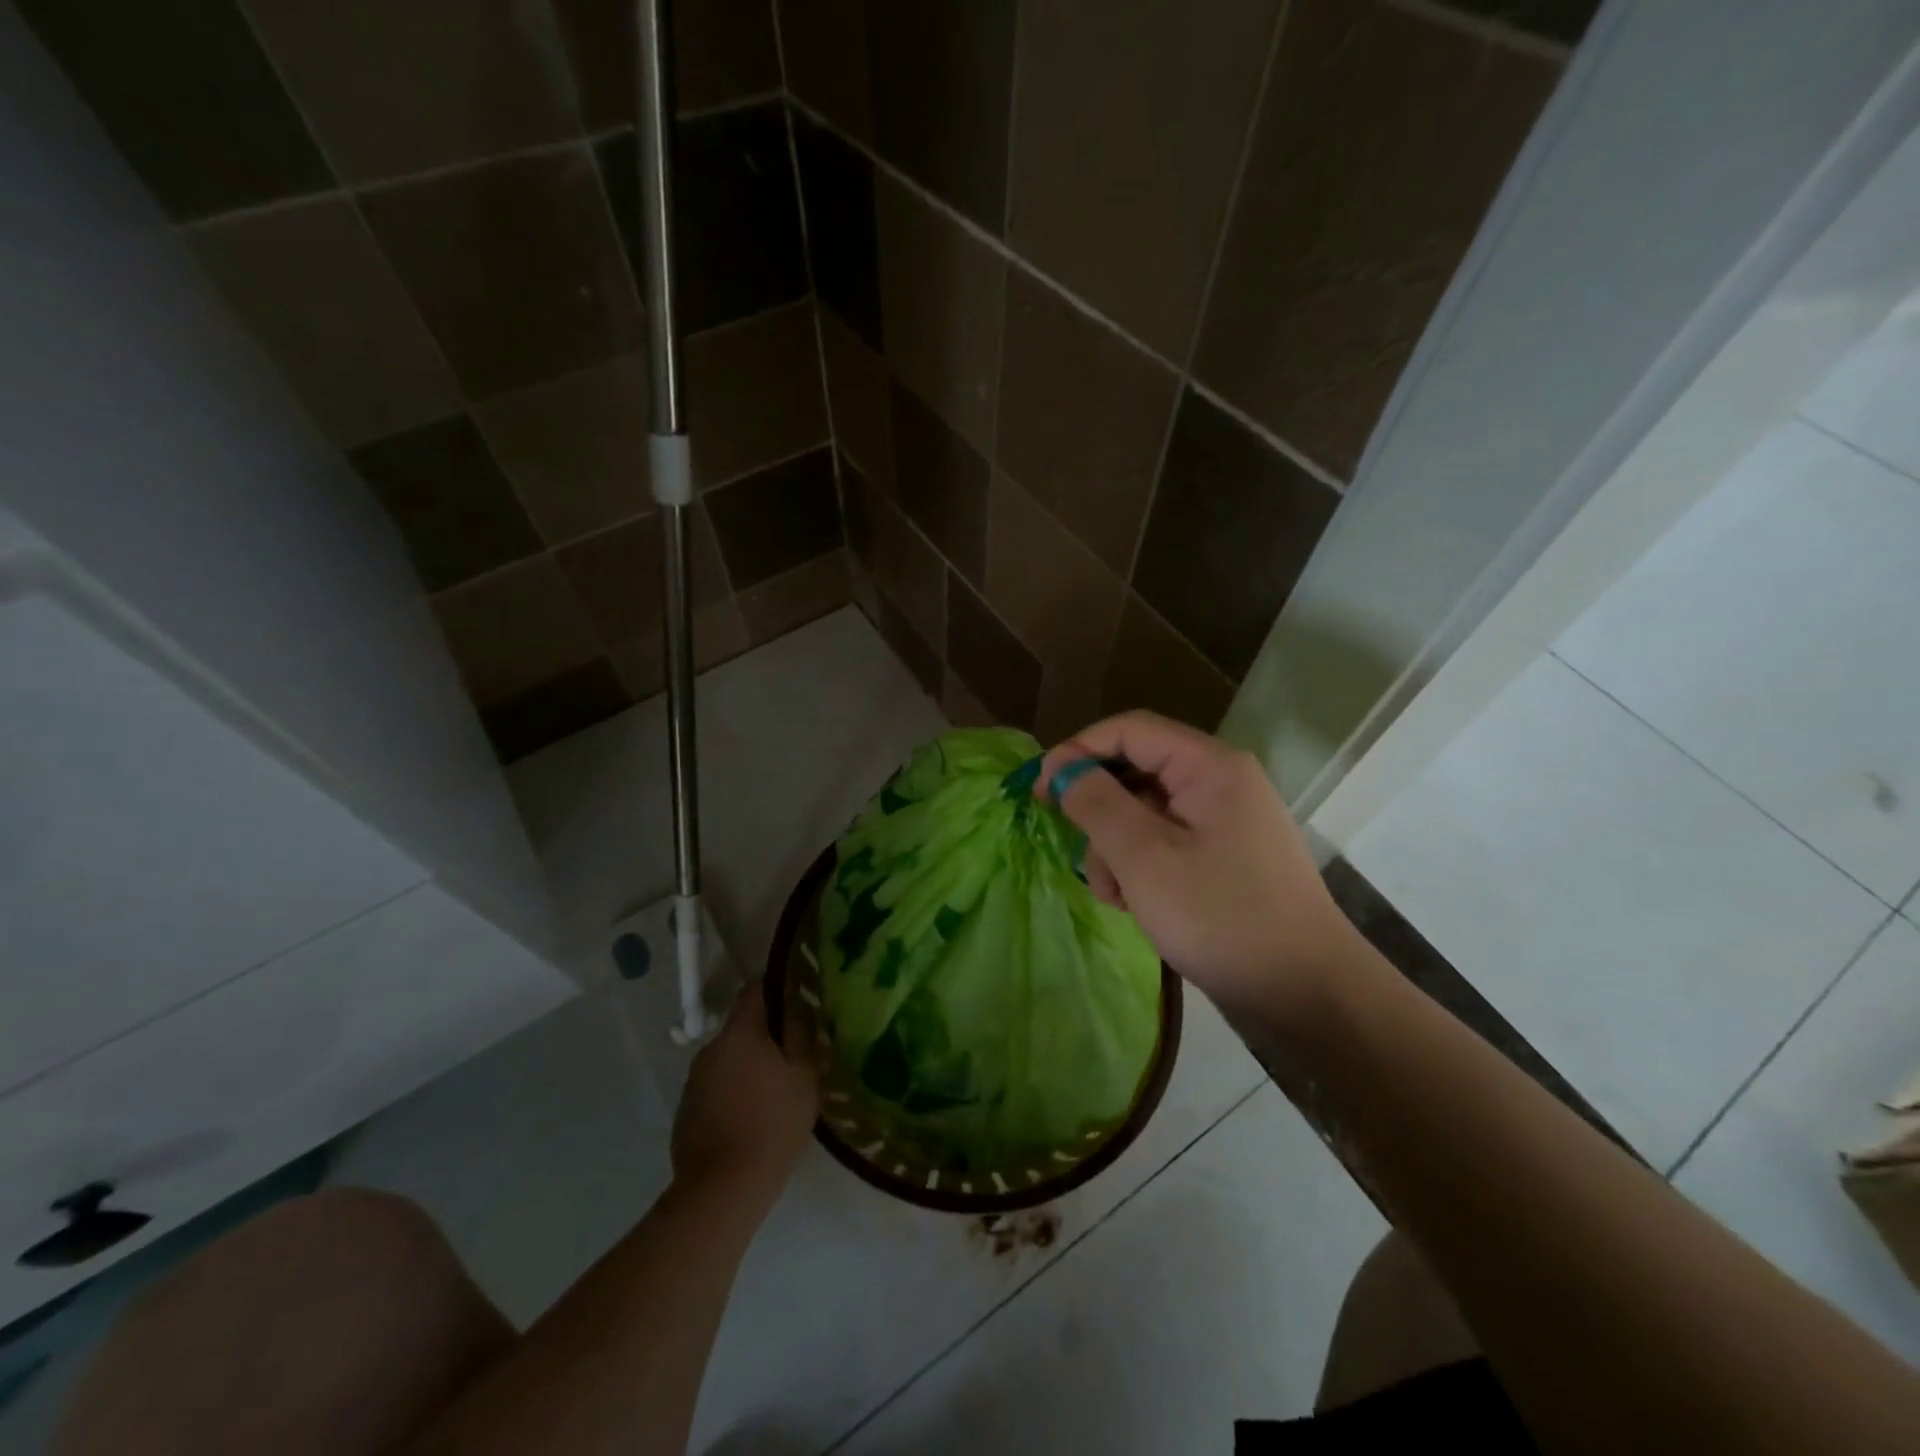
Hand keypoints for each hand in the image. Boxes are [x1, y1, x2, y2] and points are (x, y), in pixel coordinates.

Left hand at [671, 982, 818, 1209]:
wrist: (722, 1190)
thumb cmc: (773, 1124)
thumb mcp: (805, 1077)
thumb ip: (803, 1037)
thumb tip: (800, 1011)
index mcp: (739, 1033)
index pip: (755, 988)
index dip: (777, 987)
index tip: (798, 997)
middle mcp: (710, 1049)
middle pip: (741, 1027)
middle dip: (766, 1034)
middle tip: (794, 1052)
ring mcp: (693, 1082)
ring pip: (728, 1060)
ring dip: (748, 1065)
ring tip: (774, 1089)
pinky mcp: (685, 1113)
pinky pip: (715, 1089)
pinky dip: (733, 1093)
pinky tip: (751, 1118)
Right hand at [1038, 712, 1355, 1019]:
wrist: (1307, 995)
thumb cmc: (1221, 918)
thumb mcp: (1145, 859)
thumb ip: (1097, 804)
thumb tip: (1064, 768)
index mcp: (1209, 767)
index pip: (1130, 730)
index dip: (1078, 750)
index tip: (1040, 790)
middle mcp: (1221, 782)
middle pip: (1137, 772)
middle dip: (1100, 812)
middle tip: (1075, 848)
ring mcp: (1226, 822)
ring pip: (1147, 813)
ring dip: (1117, 848)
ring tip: (1115, 897)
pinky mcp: (1225, 858)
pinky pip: (1168, 843)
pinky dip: (1142, 867)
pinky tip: (1135, 906)